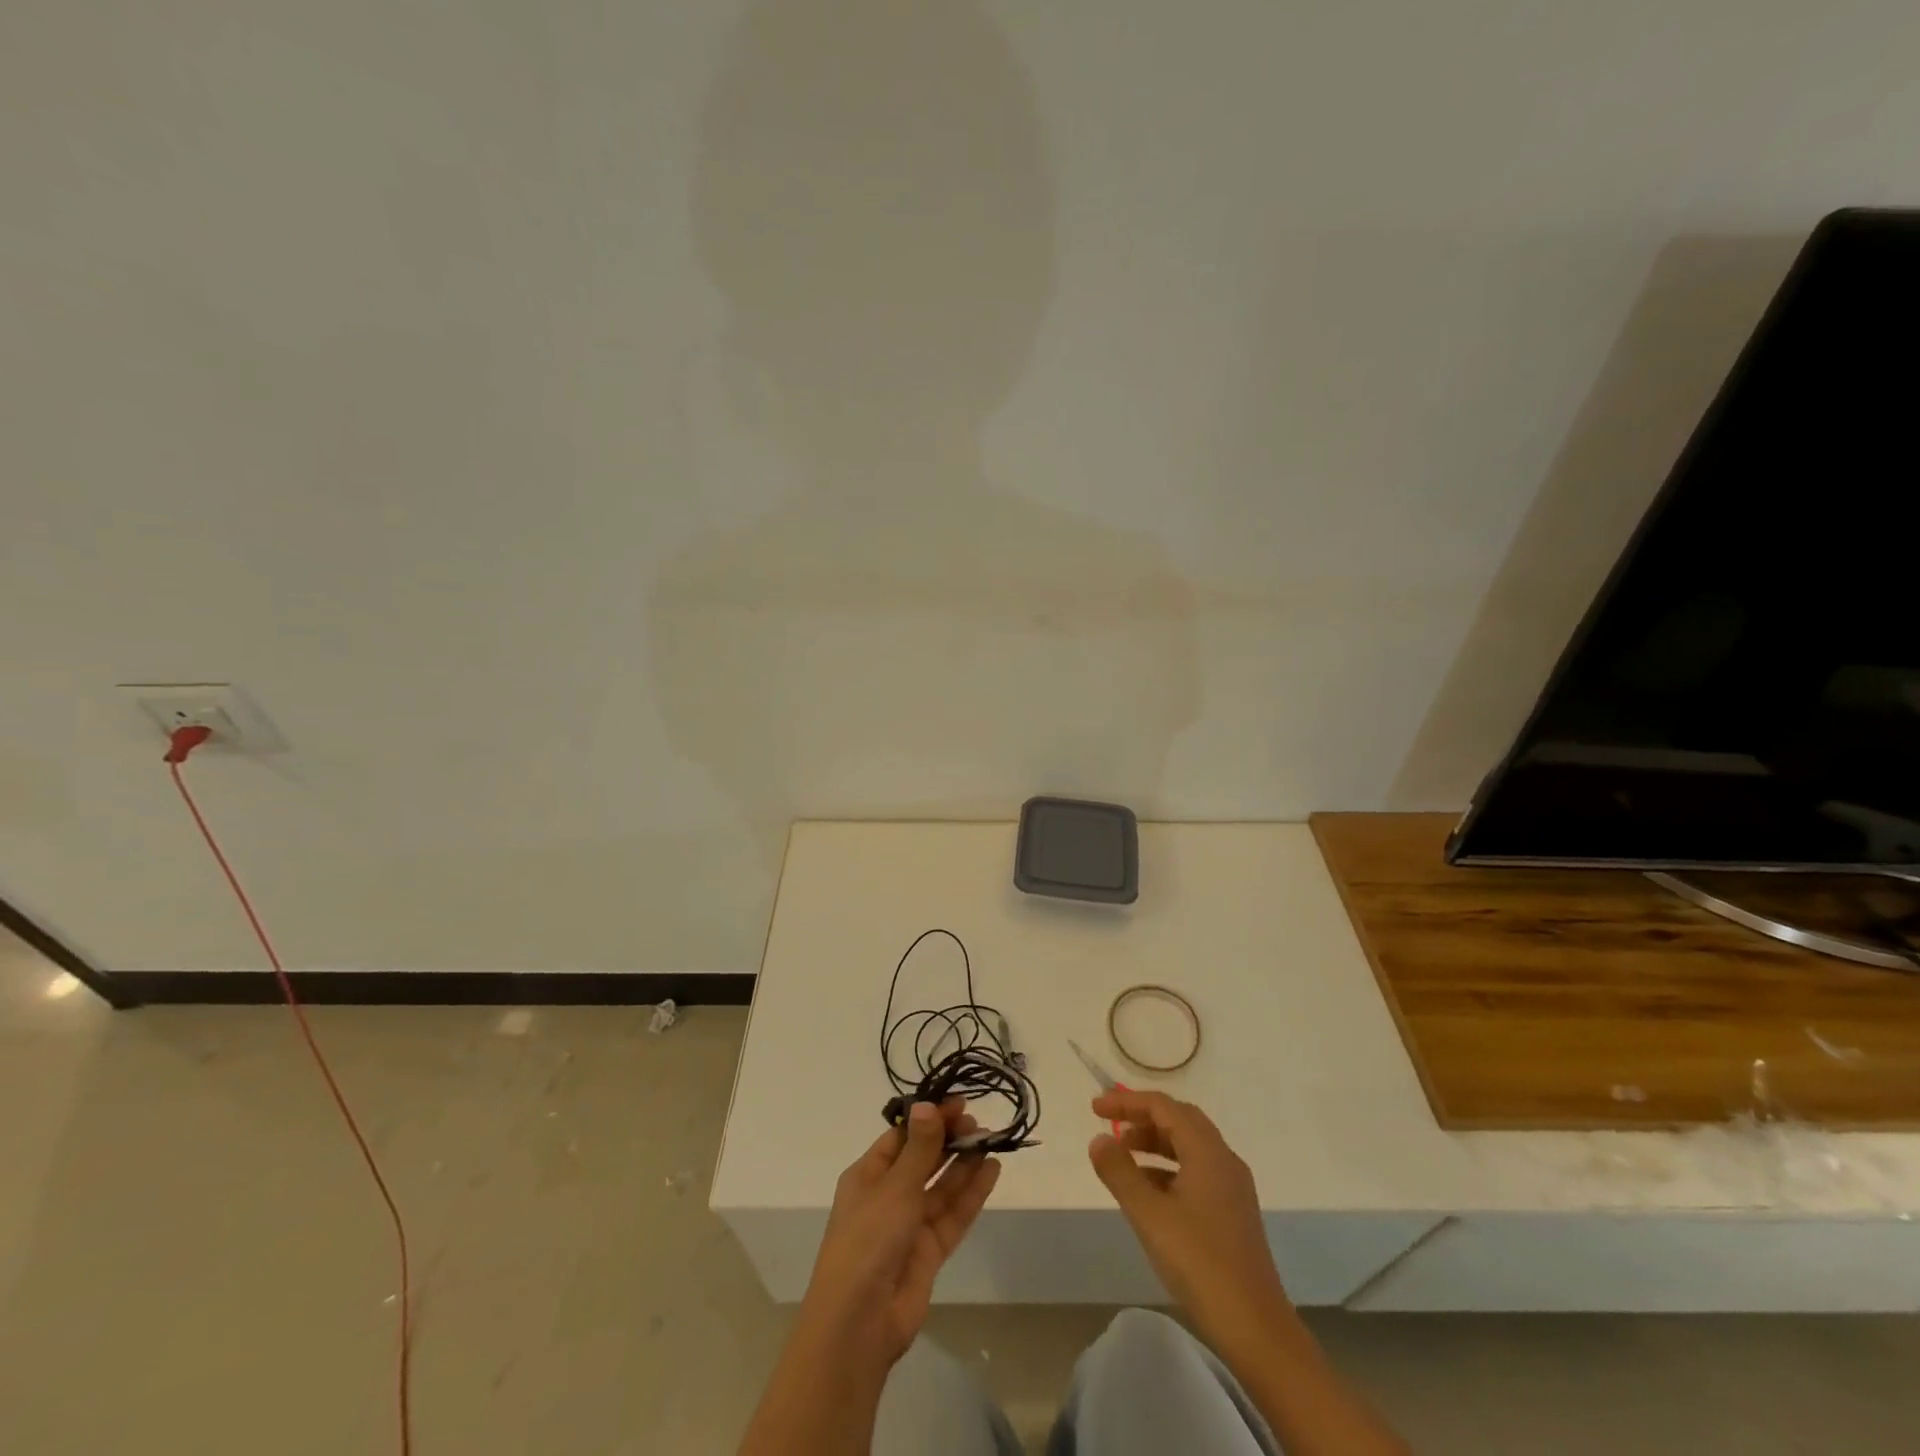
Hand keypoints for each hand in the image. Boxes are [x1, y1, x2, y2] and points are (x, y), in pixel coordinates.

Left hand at [798, 1098, 1001, 1367]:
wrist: (859, 1323)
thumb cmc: (868, 1240)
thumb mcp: (895, 1187)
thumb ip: (919, 1148)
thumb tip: (927, 1104)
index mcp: (868, 1176)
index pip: (901, 1137)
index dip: (928, 1119)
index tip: (958, 1105)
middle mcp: (888, 1196)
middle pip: (922, 1160)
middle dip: (948, 1140)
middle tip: (977, 1123)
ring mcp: (909, 1226)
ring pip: (941, 1187)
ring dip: (963, 1164)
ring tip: (990, 1140)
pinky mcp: (928, 1253)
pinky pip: (952, 1215)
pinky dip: (971, 1194)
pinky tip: (992, 1171)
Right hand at [1088, 1089, 1291, 1353]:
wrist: (1255, 1328)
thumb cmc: (1200, 1263)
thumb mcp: (1150, 1215)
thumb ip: (1120, 1173)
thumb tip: (1098, 1140)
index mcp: (1208, 1152)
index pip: (1164, 1107)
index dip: (1127, 1101)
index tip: (1095, 1108)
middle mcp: (1224, 1160)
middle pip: (1179, 1120)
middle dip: (1142, 1117)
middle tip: (1110, 1124)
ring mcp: (1232, 1187)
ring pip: (1188, 1147)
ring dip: (1154, 1143)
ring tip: (1122, 1156)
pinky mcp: (1232, 1213)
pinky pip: (1195, 1171)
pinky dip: (1167, 1169)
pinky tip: (1147, 1193)